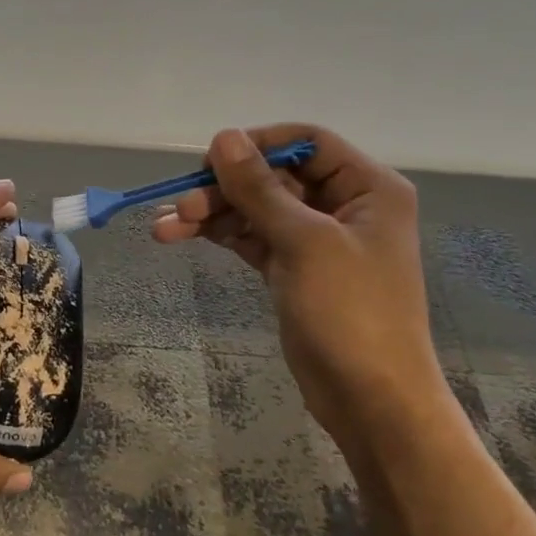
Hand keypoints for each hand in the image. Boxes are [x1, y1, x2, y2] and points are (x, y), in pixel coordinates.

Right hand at [152, 126, 449, 443]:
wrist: (370, 398)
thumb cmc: (351, 311)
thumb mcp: (304, 242)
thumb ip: (259, 188)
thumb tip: (223, 137)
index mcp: (367, 188)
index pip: (306, 142)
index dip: (258, 145)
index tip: (212, 160)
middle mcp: (342, 205)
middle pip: (272, 177)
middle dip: (223, 188)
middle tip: (180, 204)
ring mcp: (315, 238)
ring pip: (254, 208)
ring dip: (211, 213)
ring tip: (165, 228)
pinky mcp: (292, 267)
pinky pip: (250, 236)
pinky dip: (219, 235)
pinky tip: (181, 235)